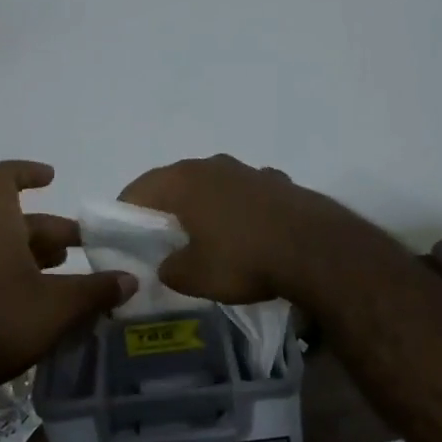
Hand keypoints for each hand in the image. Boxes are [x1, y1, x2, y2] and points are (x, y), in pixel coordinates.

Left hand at [0, 161, 136, 410]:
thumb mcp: (58, 307)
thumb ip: (96, 290)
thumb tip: (129, 279)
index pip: (0, 179)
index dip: (26, 171)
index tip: (53, 179)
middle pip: (19, 221)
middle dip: (58, 232)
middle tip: (91, 250)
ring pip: (12, 251)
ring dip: (45, 259)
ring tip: (79, 281)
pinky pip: (3, 277)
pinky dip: (31, 283)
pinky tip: (54, 310)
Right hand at [118, 154, 367, 305]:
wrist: (317, 251)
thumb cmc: (243, 259)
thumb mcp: (194, 276)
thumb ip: (170, 269)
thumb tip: (168, 264)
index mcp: (184, 180)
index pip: (139, 189)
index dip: (126, 213)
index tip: (125, 238)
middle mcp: (212, 165)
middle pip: (175, 182)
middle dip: (165, 208)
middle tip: (161, 238)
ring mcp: (248, 170)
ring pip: (212, 186)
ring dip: (204, 206)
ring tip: (205, 236)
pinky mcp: (278, 182)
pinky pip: (245, 195)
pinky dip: (238, 210)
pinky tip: (246, 234)